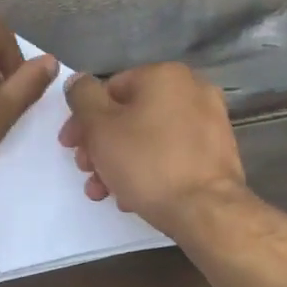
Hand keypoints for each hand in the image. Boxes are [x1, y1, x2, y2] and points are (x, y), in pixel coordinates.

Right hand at [60, 63, 245, 233]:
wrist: (206, 210)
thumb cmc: (147, 162)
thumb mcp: (100, 127)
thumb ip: (82, 97)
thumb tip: (78, 81)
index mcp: (164, 75)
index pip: (108, 90)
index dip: (83, 119)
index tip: (70, 147)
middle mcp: (192, 90)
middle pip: (129, 115)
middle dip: (101, 145)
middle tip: (86, 171)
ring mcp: (210, 122)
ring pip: (149, 137)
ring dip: (120, 161)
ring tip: (105, 191)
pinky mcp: (217, 153)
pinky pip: (171, 154)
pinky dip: (149, 169)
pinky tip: (133, 196)